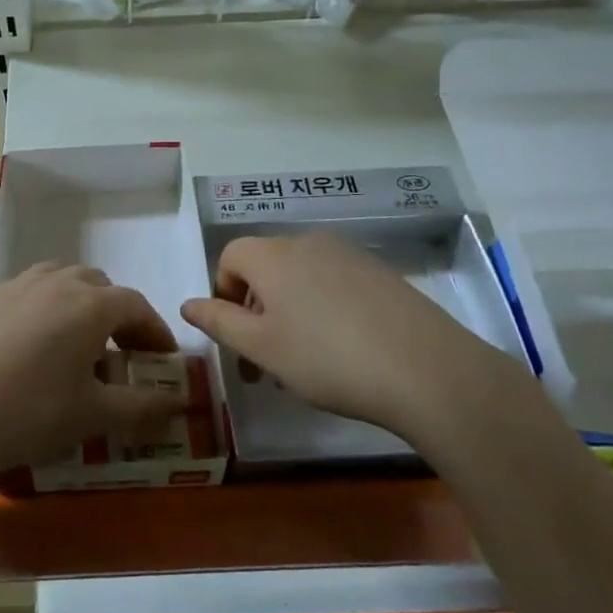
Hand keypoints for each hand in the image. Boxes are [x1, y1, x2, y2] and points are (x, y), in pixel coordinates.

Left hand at [0, 263, 185, 487]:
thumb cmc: (28, 412)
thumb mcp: (92, 416)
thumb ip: (141, 406)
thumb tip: (177, 403)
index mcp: (89, 303)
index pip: (136, 305)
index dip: (155, 332)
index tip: (164, 361)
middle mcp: (55, 283)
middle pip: (99, 287)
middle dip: (118, 316)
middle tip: (122, 355)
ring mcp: (15, 288)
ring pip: (60, 284)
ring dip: (79, 308)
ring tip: (78, 348)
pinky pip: (28, 297)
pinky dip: (45, 313)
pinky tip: (32, 353)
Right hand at [180, 231, 528, 441]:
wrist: (425, 369)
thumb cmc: (326, 358)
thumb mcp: (262, 348)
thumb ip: (219, 322)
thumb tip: (187, 304)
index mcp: (272, 255)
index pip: (230, 256)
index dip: (225, 293)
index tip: (239, 336)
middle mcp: (307, 242)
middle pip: (266, 264)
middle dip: (257, 306)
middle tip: (267, 355)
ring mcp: (348, 254)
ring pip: (301, 274)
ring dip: (291, 308)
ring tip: (306, 357)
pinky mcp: (380, 271)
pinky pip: (335, 281)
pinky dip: (325, 306)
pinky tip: (345, 347)